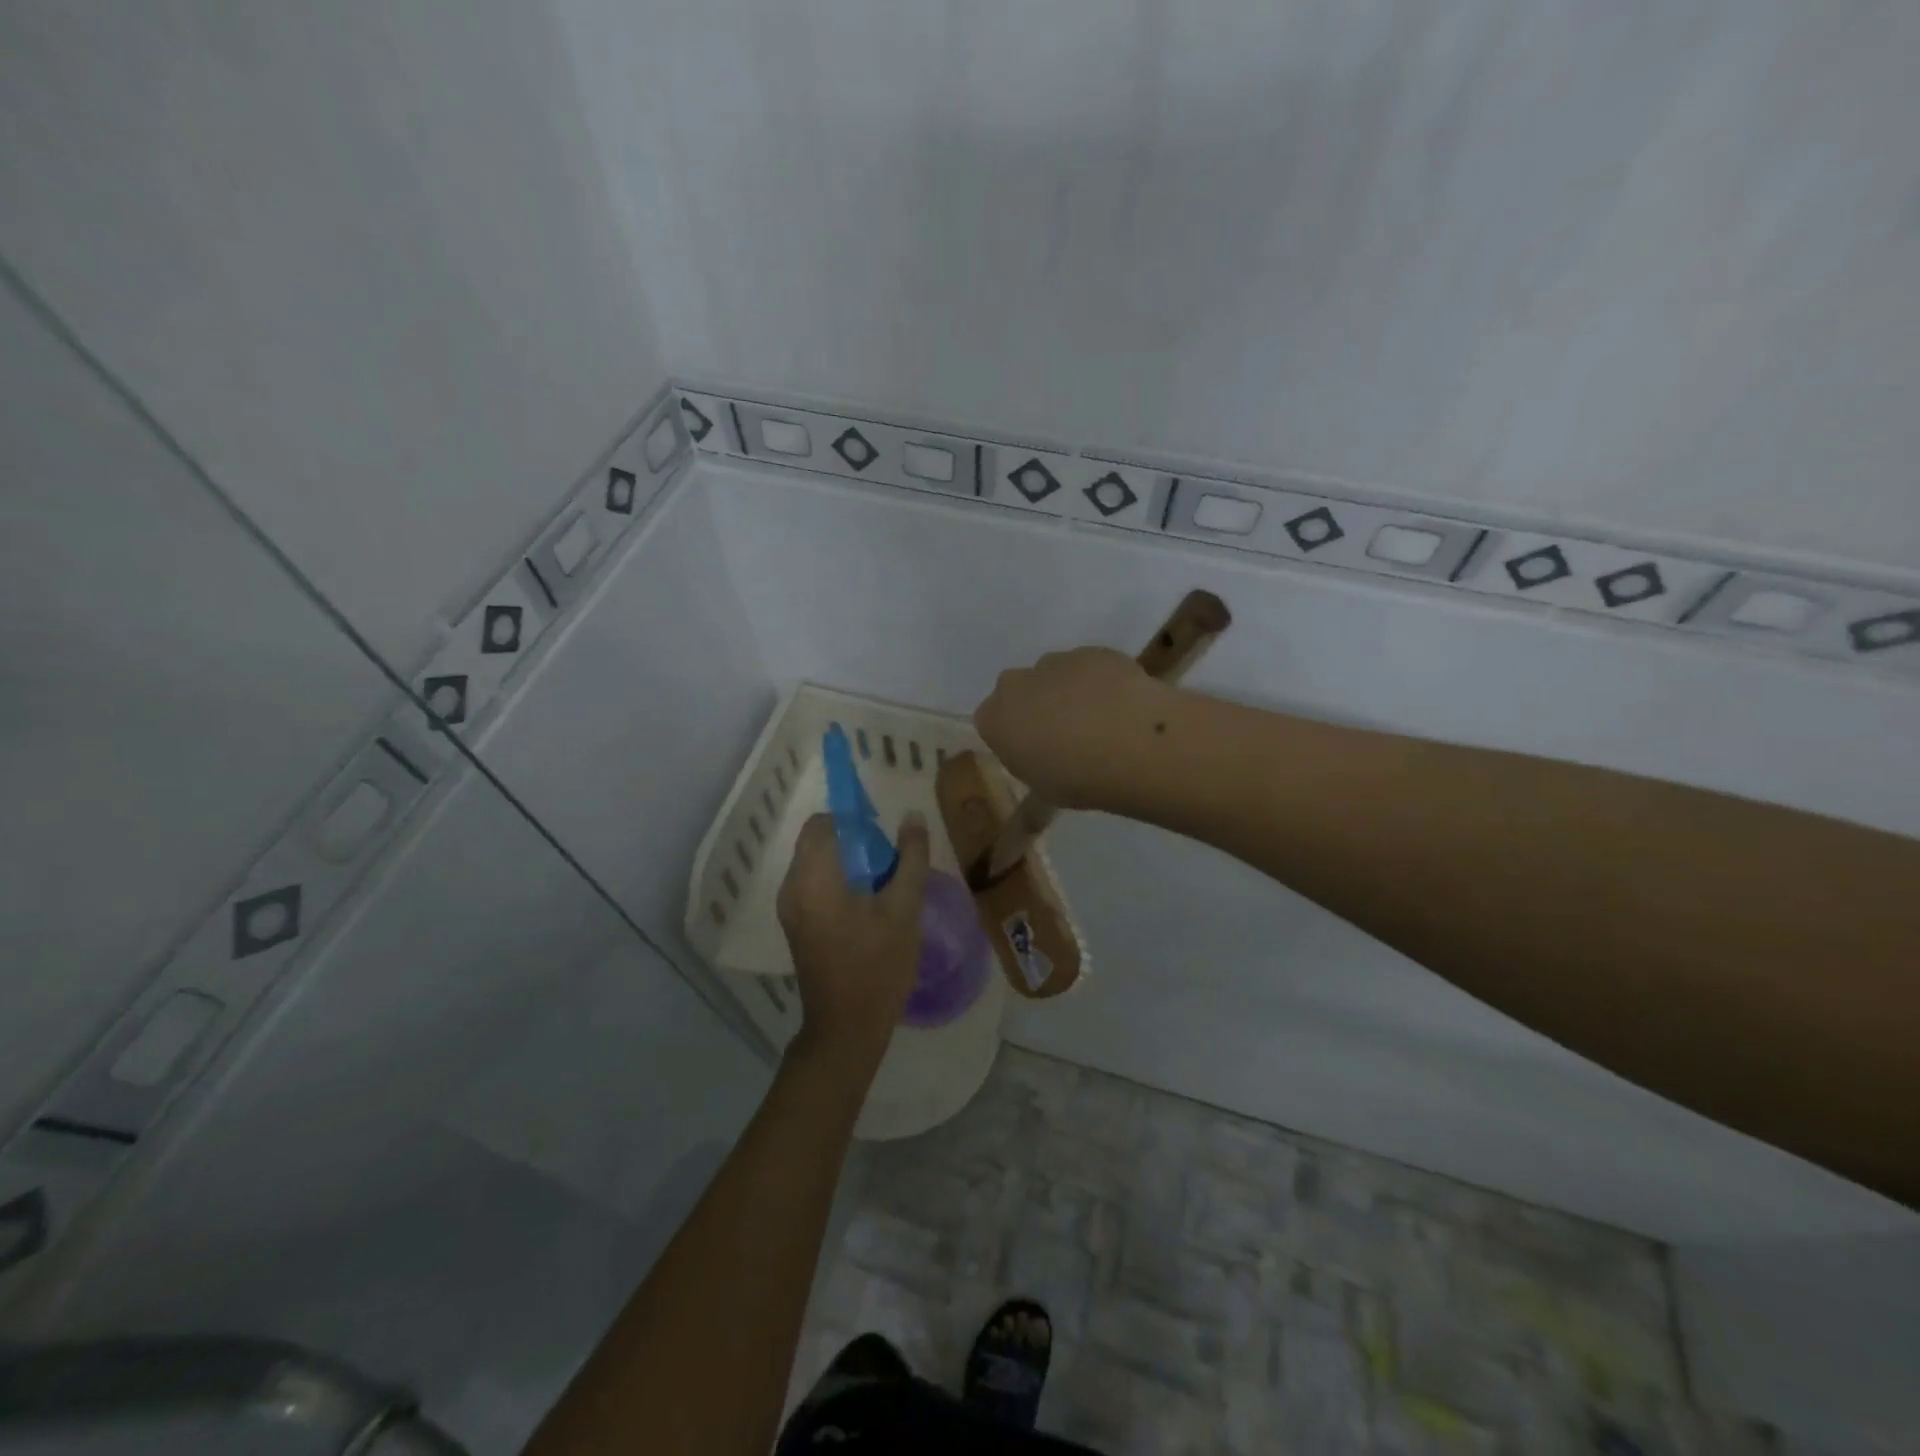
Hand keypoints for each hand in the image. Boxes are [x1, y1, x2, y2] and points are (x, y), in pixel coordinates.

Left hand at [776, 812, 929, 1070]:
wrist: (846, 1028)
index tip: (882, 836)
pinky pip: (814, 886)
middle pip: (818, 842)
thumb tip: (913, 817)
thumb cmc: (877, 965)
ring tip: (883, 886)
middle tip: (889, 864)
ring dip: (848, 863)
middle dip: (854, 843)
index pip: (822, 823)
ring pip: (816, 864)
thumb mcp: (904, 908)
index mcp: (812, 877)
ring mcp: (790, 909)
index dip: (852, 820)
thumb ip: (910, 858)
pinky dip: (838, 883)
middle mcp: (791, 887)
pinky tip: (868, 907)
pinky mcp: (795, 925)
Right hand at [974, 648, 1177, 809]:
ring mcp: (1055, 662)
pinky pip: (1089, 668)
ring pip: (1054, 675)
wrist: (1132, 742)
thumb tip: (1026, 814)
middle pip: (1019, 692)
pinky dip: (1100, 682)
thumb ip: (1030, 788)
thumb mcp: (1045, 797)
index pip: (991, 722)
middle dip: (1036, 708)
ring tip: (1102, 724)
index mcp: (994, 719)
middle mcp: (1016, 684)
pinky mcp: (1093, 651)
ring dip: (1068, 693)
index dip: (1015, 737)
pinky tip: (1123, 707)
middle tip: (1066, 739)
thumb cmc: (1077, 779)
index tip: (1036, 754)